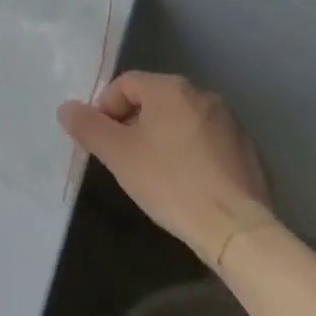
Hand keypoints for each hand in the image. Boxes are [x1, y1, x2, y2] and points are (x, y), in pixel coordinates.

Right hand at [59, 72, 277, 267]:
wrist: (237, 231)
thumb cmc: (170, 182)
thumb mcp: (118, 155)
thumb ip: (88, 127)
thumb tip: (66, 108)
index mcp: (170, 88)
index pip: (125, 84)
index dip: (106, 109)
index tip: (103, 142)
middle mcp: (202, 94)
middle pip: (154, 101)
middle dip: (135, 124)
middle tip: (126, 159)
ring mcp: (230, 123)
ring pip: (182, 121)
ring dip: (164, 139)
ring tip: (156, 174)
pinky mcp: (249, 152)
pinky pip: (208, 143)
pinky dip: (192, 155)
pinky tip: (188, 185)